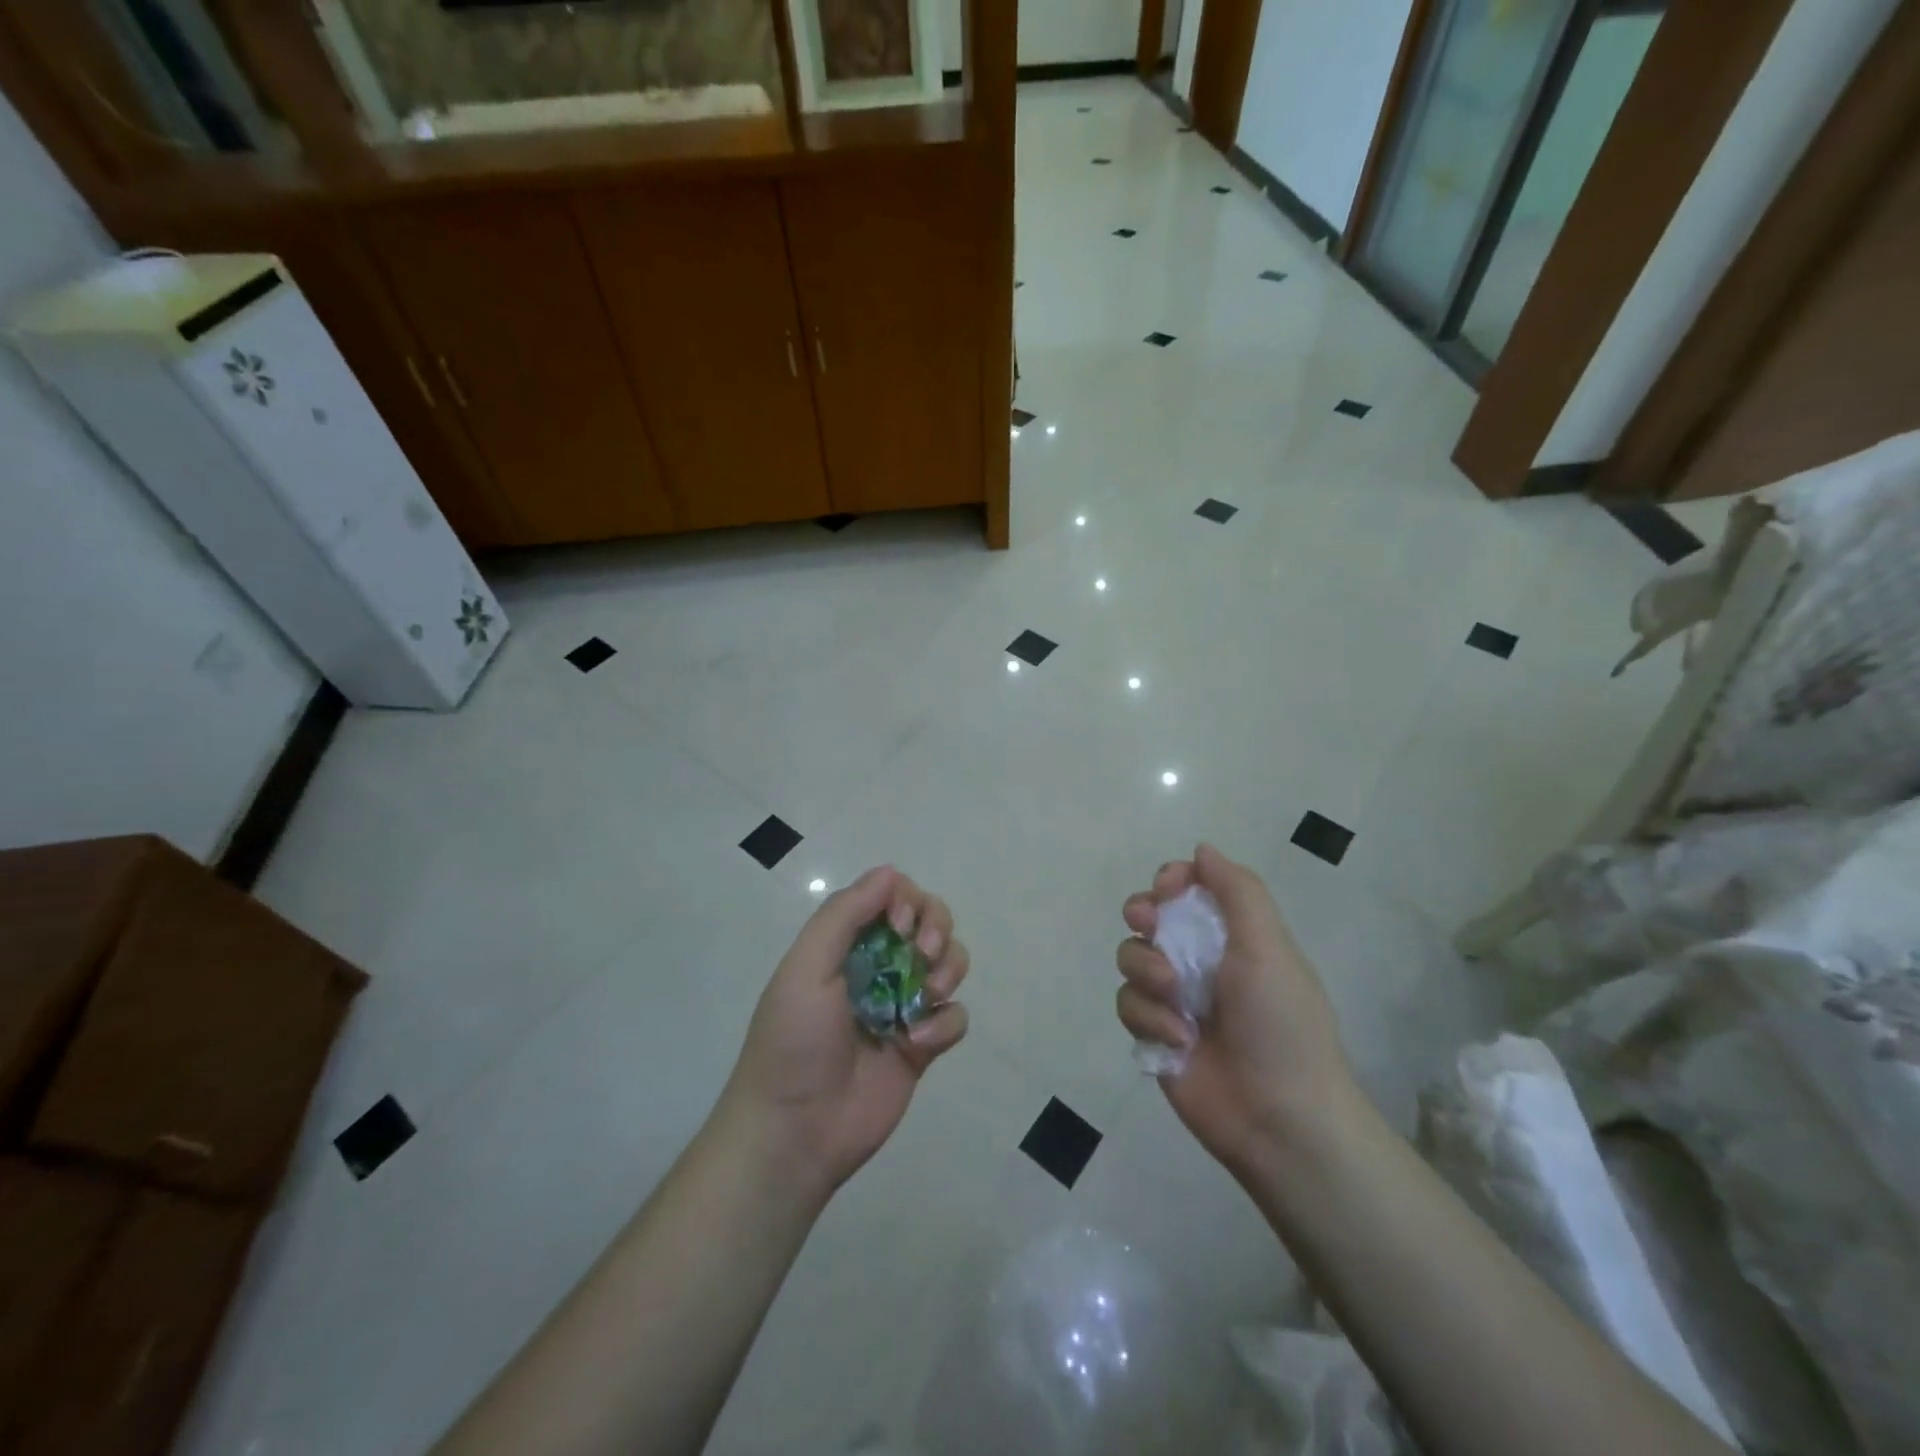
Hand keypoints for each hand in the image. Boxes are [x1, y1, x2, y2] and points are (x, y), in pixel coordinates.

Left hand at [723, 866, 970, 1202]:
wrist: (795, 1132)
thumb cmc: (794, 1042)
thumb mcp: (806, 968)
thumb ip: (844, 915)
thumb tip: (889, 872)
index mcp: (847, 944)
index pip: (892, 897)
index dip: (907, 902)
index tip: (901, 926)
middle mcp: (879, 966)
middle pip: (930, 921)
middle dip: (937, 927)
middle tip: (923, 953)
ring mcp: (903, 1005)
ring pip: (950, 962)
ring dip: (948, 969)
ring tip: (926, 997)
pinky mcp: (923, 1045)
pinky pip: (955, 1017)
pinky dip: (945, 1023)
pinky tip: (917, 1043)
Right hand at [1115, 844, 1359, 1172]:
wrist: (1279, 1117)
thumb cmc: (1280, 1023)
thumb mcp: (1269, 946)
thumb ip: (1238, 891)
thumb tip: (1201, 849)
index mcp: (1233, 935)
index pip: (1189, 886)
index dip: (1172, 879)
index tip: (1168, 889)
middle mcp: (1200, 959)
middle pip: (1149, 915)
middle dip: (1144, 914)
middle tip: (1150, 925)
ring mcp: (1174, 997)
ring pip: (1130, 956)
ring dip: (1147, 970)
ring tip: (1175, 999)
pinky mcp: (1153, 1032)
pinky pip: (1128, 1003)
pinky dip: (1149, 1017)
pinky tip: (1178, 1039)